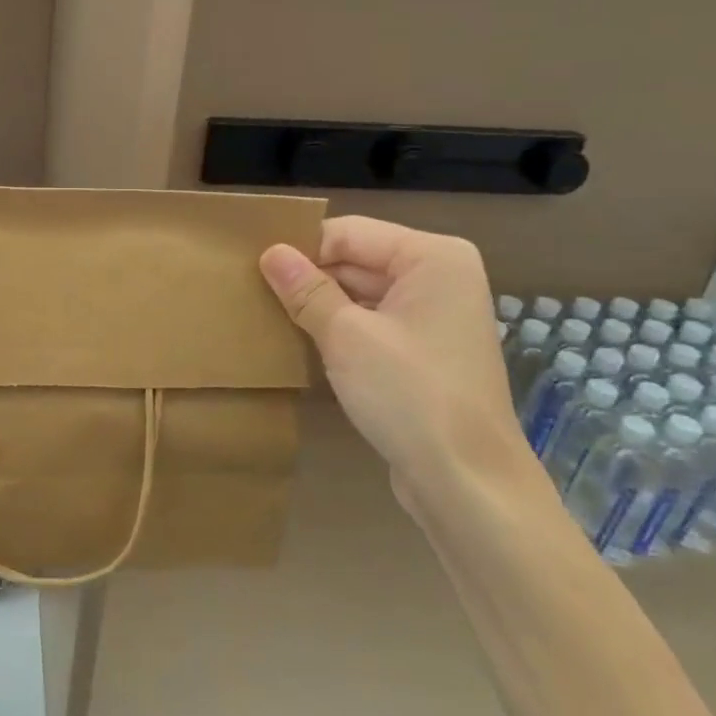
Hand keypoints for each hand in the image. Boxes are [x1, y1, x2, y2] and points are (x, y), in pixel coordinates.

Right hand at [259, 216, 541, 518]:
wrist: (467, 482)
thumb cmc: (409, 395)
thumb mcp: (347, 336)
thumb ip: (306, 290)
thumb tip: (270, 253)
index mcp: (432, 257)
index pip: (348, 233)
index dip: (300, 247)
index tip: (251, 265)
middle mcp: (438, 277)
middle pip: (357, 260)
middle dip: (308, 276)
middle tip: (249, 289)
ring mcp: (433, 316)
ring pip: (361, 293)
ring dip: (319, 304)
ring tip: (264, 312)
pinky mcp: (423, 352)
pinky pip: (371, 323)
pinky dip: (339, 329)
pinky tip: (298, 340)